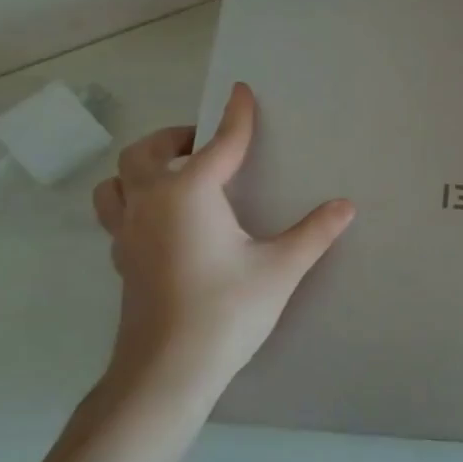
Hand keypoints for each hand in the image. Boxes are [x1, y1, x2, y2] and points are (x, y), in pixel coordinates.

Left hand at [90, 82, 354, 402]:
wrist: (167, 370)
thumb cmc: (226, 310)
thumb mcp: (280, 268)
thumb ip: (314, 233)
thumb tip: (345, 206)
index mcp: (189, 194)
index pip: (220, 144)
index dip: (236, 116)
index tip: (241, 91)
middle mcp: (151, 203)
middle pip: (147, 152)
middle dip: (176, 138)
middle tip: (205, 144)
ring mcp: (127, 233)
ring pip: (117, 181)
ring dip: (141, 167)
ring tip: (172, 176)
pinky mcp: (121, 260)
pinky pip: (117, 213)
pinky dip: (134, 202)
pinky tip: (162, 223)